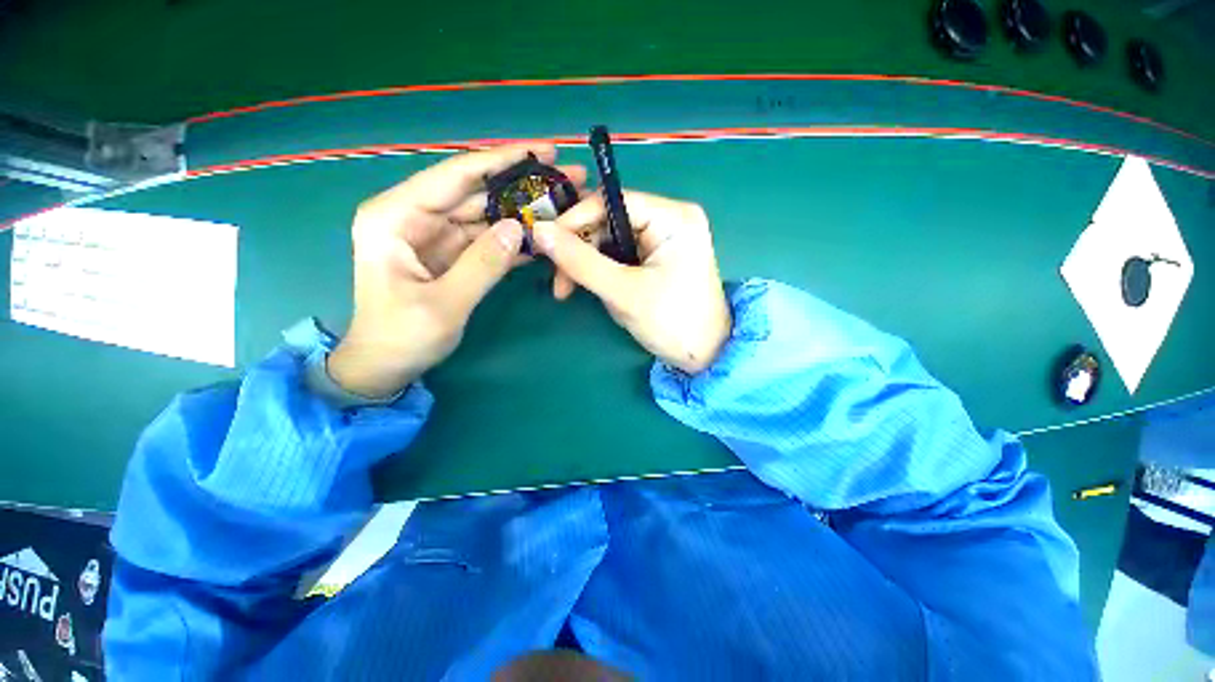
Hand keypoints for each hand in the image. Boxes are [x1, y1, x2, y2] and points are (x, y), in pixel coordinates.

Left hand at [329, 144, 586, 397]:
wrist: (385, 366)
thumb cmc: (401, 337)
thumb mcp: (443, 304)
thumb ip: (482, 264)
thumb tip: (517, 227)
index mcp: (396, 216)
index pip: (456, 176)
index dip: (502, 160)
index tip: (544, 150)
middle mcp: (413, 216)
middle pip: (475, 191)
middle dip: (520, 184)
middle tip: (565, 178)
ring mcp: (433, 235)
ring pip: (484, 214)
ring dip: (521, 211)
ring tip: (561, 205)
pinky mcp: (449, 253)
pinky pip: (486, 238)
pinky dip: (512, 238)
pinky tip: (541, 235)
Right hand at [532, 191, 730, 373]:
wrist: (705, 356)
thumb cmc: (671, 323)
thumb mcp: (623, 292)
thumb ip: (580, 261)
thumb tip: (539, 231)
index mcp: (672, 217)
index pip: (611, 201)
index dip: (575, 221)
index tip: (546, 246)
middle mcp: (670, 219)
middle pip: (608, 221)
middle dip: (580, 251)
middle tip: (560, 284)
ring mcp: (664, 239)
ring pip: (609, 241)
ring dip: (589, 266)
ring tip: (577, 293)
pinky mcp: (658, 258)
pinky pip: (620, 256)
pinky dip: (603, 273)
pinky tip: (600, 292)